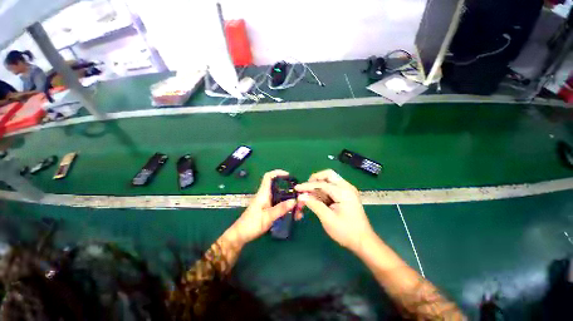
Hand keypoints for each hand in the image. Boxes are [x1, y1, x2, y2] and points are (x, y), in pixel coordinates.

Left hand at [229, 170, 296, 244]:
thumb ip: (280, 209)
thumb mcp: (267, 217)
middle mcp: (266, 196)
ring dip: (291, 202)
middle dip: (291, 191)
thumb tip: (294, 201)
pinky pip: (280, 205)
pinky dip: (288, 208)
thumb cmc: (251, 224)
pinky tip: (294, 215)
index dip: (278, 173)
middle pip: (280, 188)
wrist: (241, 235)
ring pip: (282, 198)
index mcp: (263, 193)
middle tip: (300, 199)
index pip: (269, 177)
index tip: (288, 175)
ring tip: (300, 210)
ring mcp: (268, 203)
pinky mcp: (269, 209)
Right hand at [295, 169, 374, 252]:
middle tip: (306, 189)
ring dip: (318, 186)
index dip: (308, 186)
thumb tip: (301, 196)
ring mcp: (347, 190)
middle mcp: (346, 187)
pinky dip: (323, 191)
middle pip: (328, 175)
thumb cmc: (346, 231)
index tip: (296, 188)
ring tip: (308, 196)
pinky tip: (316, 199)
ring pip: (329, 180)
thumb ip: (314, 205)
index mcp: (343, 192)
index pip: (322, 184)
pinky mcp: (346, 195)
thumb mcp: (328, 219)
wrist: (363, 241)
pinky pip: (331, 188)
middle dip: (315, 179)